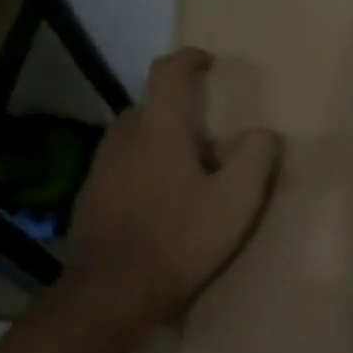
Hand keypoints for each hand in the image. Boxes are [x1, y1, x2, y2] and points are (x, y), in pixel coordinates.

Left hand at [67, 48, 282, 317]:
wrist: (110, 293)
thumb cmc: (180, 239)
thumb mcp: (236, 201)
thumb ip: (256, 158)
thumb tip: (264, 133)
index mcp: (159, 129)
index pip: (168, 73)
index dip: (188, 59)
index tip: (207, 61)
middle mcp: (123, 138)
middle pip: (149, 106)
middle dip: (177, 110)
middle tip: (207, 135)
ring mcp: (100, 168)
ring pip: (133, 137)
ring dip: (158, 140)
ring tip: (185, 169)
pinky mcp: (89, 197)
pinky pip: (120, 166)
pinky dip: (141, 168)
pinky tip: (158, 201)